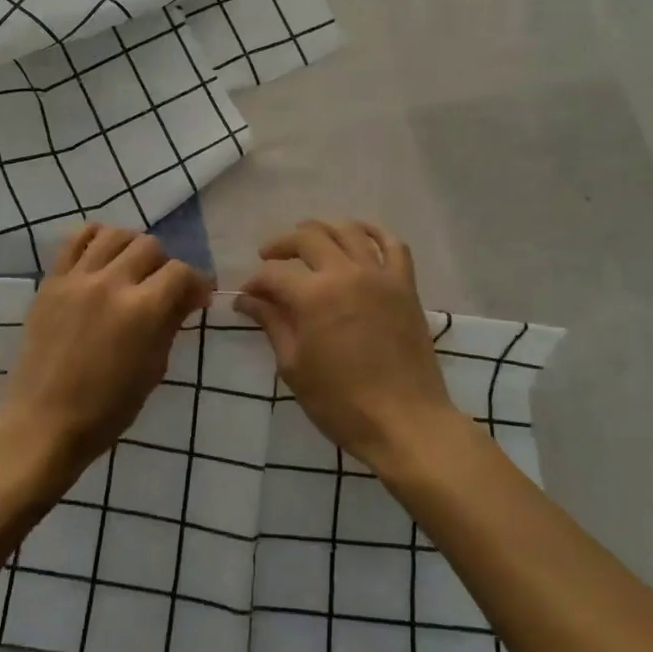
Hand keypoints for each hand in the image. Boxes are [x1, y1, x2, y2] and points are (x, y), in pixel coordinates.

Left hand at [0, 223, 211, 485]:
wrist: (43, 422)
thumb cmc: (107, 409)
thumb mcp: (153, 369)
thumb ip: (171, 323)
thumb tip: (191, 295)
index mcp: (142, 310)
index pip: (180, 272)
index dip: (196, 282)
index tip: (197, 296)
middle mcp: (111, 283)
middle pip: (149, 245)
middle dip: (164, 264)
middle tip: (161, 287)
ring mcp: (77, 278)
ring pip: (114, 234)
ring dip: (131, 246)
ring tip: (130, 268)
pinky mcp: (51, 281)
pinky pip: (75, 240)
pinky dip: (94, 238)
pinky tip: (101, 255)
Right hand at [236, 219, 459, 472]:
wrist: (405, 423)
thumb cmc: (341, 403)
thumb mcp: (294, 366)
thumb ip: (272, 323)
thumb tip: (247, 300)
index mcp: (313, 295)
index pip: (274, 274)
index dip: (255, 282)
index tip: (246, 296)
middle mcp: (346, 273)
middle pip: (308, 237)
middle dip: (282, 244)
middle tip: (269, 258)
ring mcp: (379, 275)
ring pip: (348, 231)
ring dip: (322, 229)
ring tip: (308, 240)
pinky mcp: (405, 285)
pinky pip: (393, 244)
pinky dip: (374, 232)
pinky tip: (358, 233)